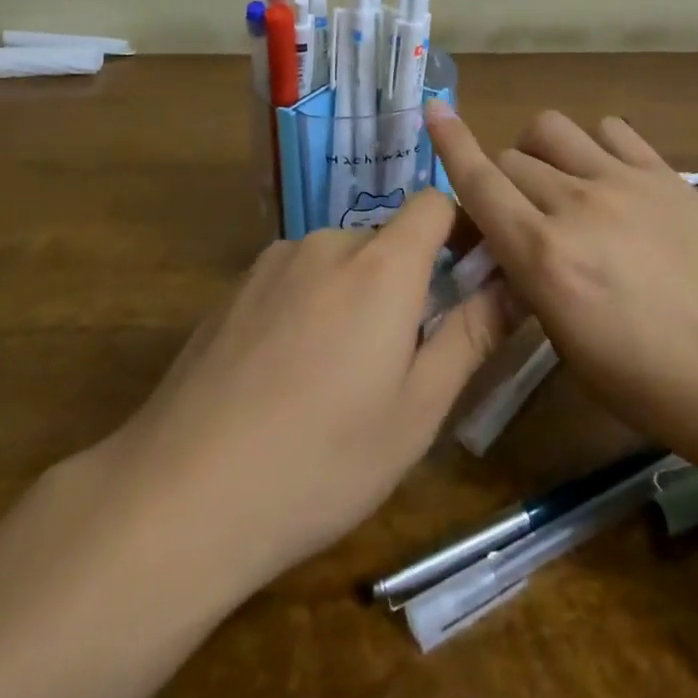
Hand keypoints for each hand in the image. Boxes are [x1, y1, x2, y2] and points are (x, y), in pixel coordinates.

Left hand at [98, 192, 514, 596]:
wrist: (182, 493)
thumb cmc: (322, 459)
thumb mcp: (417, 410)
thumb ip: (471, 334)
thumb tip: (515, 282)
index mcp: (382, 265)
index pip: (434, 203)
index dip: (460, 229)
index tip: (469, 277)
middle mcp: (328, 242)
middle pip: (386, 240)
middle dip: (405, 282)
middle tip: (398, 360)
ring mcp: (274, 261)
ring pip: (339, 262)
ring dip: (354, 296)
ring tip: (335, 378)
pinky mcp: (235, 286)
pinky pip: (295, 278)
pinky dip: (309, 305)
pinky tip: (283, 375)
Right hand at [426, 102, 697, 482]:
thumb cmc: (671, 394)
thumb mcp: (582, 359)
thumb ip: (540, 294)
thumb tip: (523, 260)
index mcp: (547, 259)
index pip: (480, 185)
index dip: (450, 146)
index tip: (433, 113)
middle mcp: (576, 205)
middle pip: (511, 159)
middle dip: (500, 182)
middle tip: (516, 216)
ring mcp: (625, 181)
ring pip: (553, 130)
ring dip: (539, 151)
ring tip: (557, 184)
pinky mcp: (668, 175)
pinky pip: (611, 131)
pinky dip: (594, 144)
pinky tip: (609, 176)